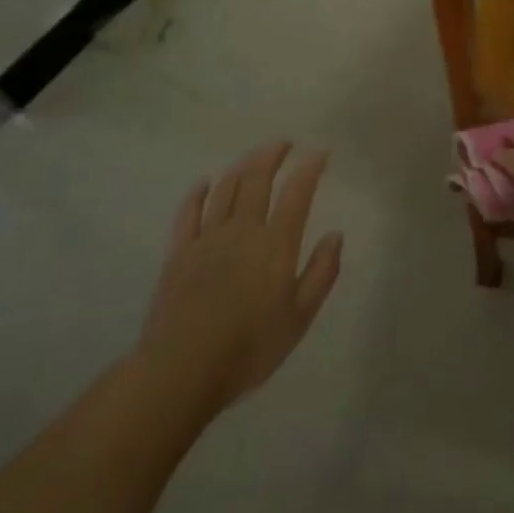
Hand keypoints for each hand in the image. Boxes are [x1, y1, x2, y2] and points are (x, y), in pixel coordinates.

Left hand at [135, 141, 342, 416]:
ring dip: (241, 166)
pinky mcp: (178, 253)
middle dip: (272, 155)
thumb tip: (335, 235)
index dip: (309, 168)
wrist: (182, 370)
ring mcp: (207, 238)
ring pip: (225, 189)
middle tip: (284, 143)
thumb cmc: (249, 348)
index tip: (319, 152)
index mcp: (276, 244)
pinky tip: (205, 183)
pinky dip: (198, 193)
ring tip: (253, 156)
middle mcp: (242, 230)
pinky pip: (188, 212)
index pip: (297, 193)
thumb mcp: (299, 317)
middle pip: (257, 180)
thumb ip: (322, 273)